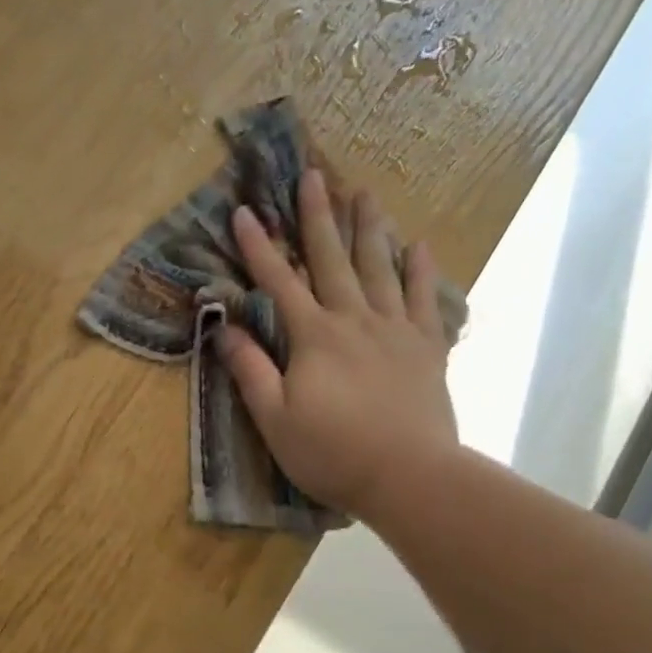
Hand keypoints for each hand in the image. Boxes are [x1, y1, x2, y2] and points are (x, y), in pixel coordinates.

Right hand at [217, 169, 458, 518]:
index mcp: (314, 337)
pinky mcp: (427, 348)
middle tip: (314, 176)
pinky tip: (418, 245)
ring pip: (380, 268)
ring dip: (370, 229)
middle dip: (319, 217)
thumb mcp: (275, 418)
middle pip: (333, 260)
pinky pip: (425, 300)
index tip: (245, 211)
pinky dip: (421, 270)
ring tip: (366, 193)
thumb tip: (224, 328)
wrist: (409, 477)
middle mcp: (355, 320)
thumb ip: (251, 370)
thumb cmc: (333, 452)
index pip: (279, 282)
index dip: (259, 247)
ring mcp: (396, 330)